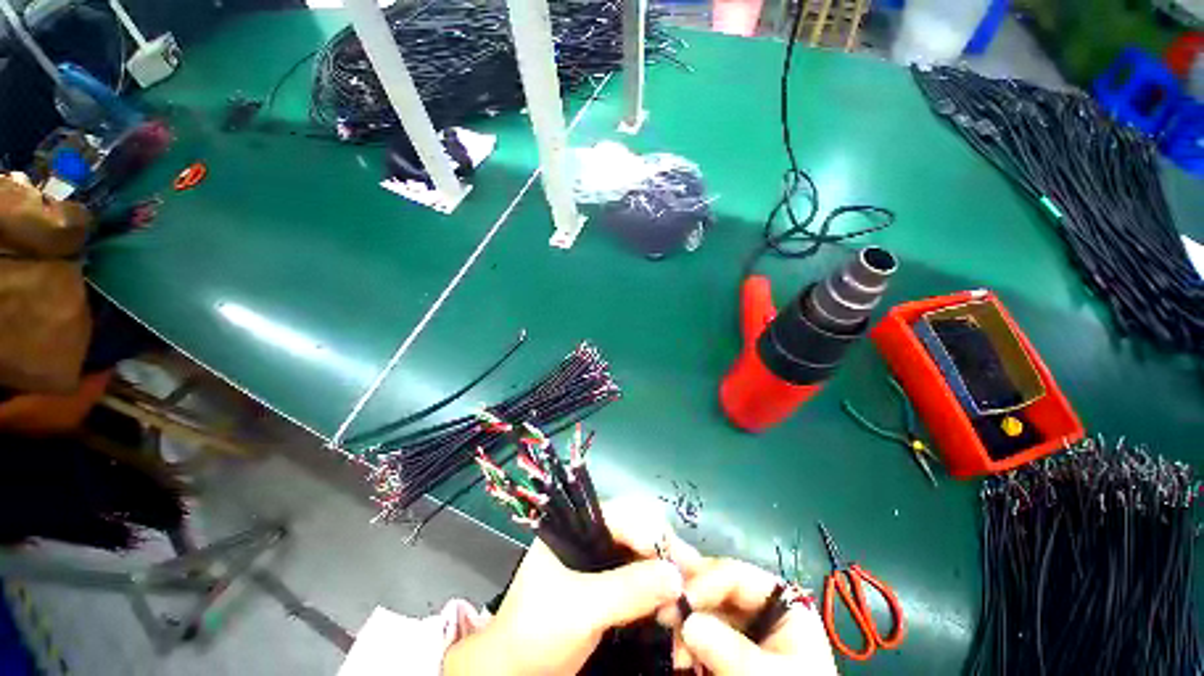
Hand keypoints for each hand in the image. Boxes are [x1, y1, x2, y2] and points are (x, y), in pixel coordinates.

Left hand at [443, 498, 700, 675]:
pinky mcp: (605, 586)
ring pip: (640, 553)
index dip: (654, 534)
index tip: (684, 563)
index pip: (622, 514)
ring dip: (664, 572)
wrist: (514, 674)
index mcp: (574, 525)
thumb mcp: (580, 609)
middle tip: (692, 578)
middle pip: (636, 529)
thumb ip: (627, 590)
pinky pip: (638, 578)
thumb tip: (677, 576)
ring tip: (687, 594)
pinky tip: (672, 603)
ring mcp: (598, 561)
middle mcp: (588, 535)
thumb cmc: (537, 632)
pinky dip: (657, 590)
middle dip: (664, 552)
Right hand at [678, 559, 838, 674]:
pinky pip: (707, 634)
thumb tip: (686, 621)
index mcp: (783, 604)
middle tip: (664, 611)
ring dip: (688, 624)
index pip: (737, 575)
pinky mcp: (734, 650)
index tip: (679, 597)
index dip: (706, 580)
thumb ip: (728, 648)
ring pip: (709, 611)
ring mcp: (747, 630)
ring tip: (673, 643)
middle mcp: (763, 609)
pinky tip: (681, 653)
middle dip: (692, 602)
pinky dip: (691, 641)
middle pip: (718, 590)